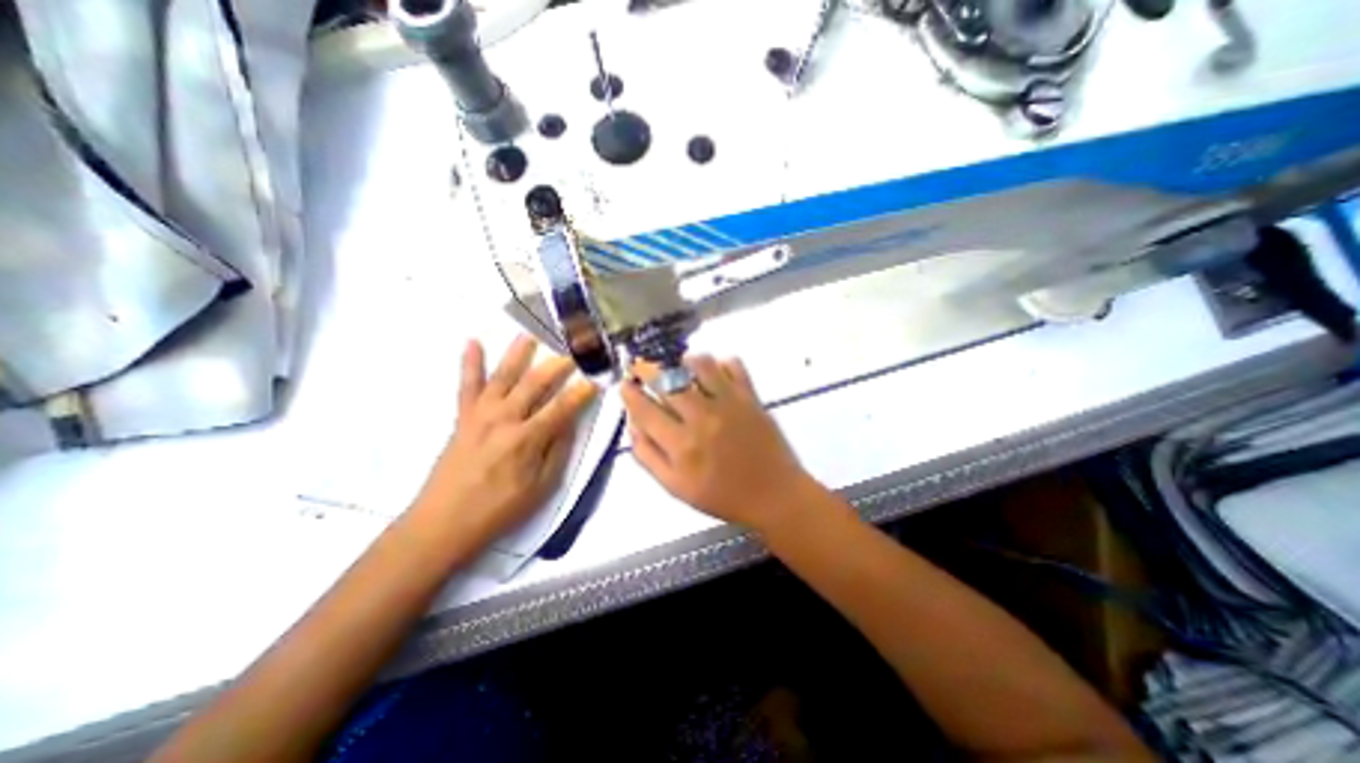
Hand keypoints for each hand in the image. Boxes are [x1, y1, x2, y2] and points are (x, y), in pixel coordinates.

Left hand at [413, 338, 595, 550]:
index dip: (582, 392)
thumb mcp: (541, 487)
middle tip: (573, 351)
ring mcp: (480, 415)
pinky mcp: (462, 417)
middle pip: (535, 384)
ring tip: (530, 334)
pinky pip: (466, 385)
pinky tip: (472, 342)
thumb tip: (570, 421)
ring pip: (503, 376)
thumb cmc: (499, 509)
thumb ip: (557, 450)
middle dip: (557, 365)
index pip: (562, 407)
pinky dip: (470, 363)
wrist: (443, 523)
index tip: (596, 380)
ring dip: (517, 353)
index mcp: (526, 438)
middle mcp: (503, 419)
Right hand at [621, 356, 818, 529]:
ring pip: (699, 364)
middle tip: (644, 368)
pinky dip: (721, 362)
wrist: (774, 495)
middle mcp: (702, 418)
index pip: (645, 410)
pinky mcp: (750, 397)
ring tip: (679, 369)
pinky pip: (734, 365)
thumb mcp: (676, 487)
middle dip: (649, 369)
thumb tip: (633, 425)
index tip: (625, 384)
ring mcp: (729, 403)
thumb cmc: (722, 495)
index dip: (630, 394)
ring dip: (683, 361)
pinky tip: (714, 373)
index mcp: (681, 445)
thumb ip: (648, 456)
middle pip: (668, 380)